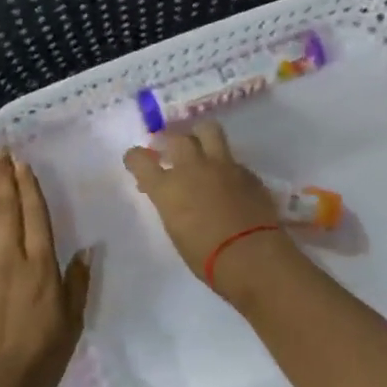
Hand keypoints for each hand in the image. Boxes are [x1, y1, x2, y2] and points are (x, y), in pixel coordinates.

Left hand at [0, 156, 90, 386]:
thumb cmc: (41, 358)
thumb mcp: (72, 322)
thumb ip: (77, 282)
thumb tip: (86, 248)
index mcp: (41, 269)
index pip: (35, 218)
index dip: (28, 188)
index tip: (22, 164)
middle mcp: (9, 261)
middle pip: (6, 212)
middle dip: (3, 179)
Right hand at [123, 122, 299, 296]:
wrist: (251, 256)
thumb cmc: (206, 257)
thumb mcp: (176, 231)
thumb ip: (171, 206)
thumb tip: (172, 197)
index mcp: (167, 188)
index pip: (139, 159)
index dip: (135, 158)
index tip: (137, 161)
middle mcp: (191, 168)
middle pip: (176, 138)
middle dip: (170, 141)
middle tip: (170, 151)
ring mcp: (222, 166)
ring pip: (208, 130)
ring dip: (200, 135)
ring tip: (200, 146)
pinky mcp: (247, 172)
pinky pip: (232, 159)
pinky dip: (226, 165)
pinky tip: (229, 180)